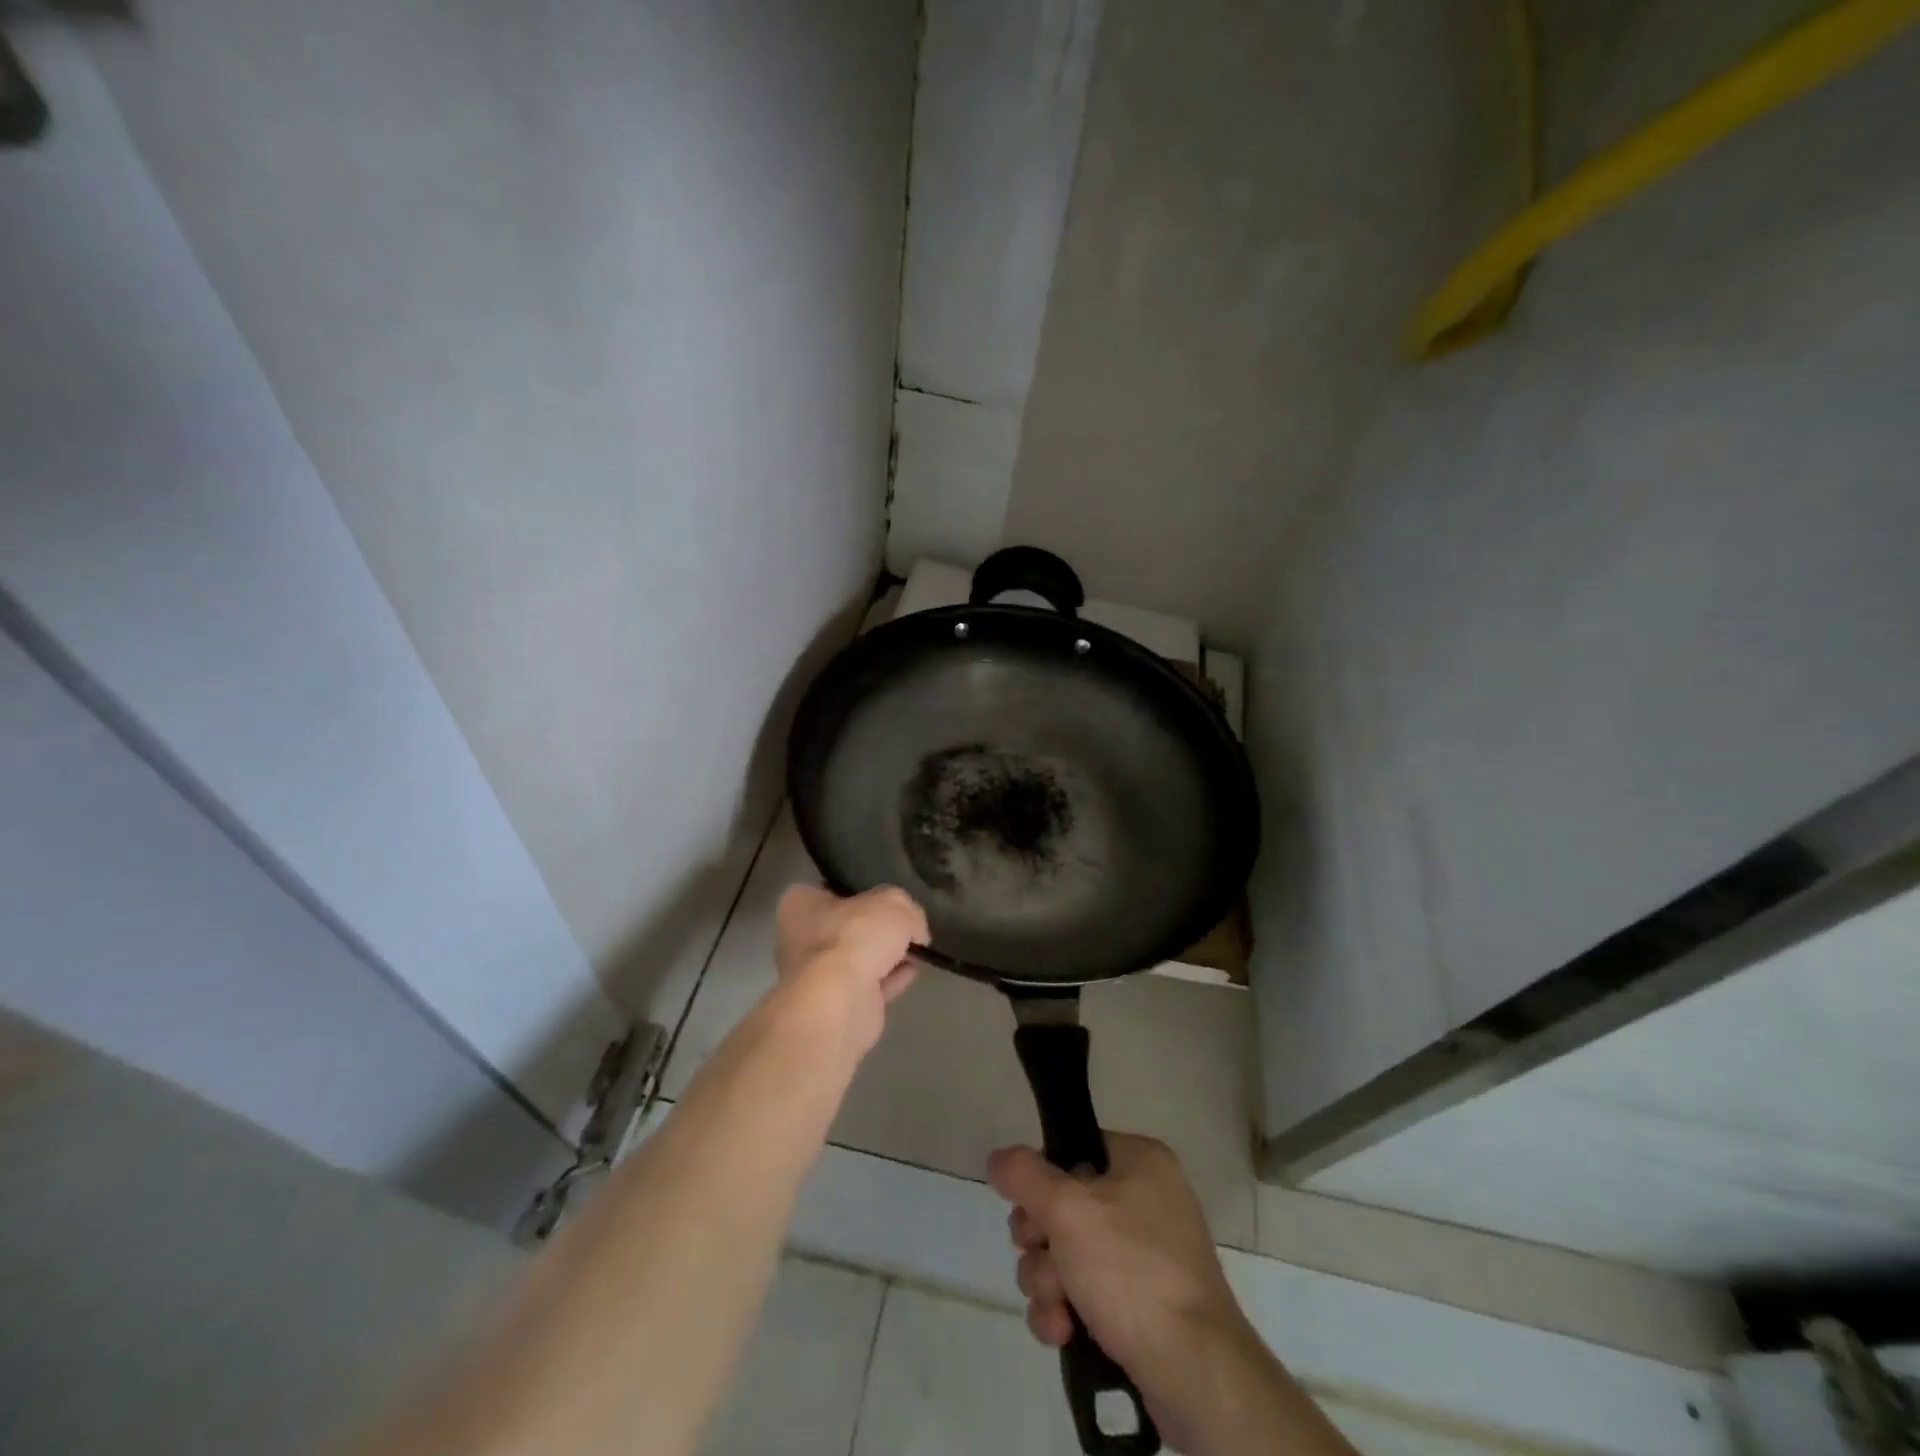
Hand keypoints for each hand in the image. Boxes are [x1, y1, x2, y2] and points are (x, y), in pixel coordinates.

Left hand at [772, 884, 927, 1058]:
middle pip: (844, 926)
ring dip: (883, 956)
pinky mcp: (834, 1005)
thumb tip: (915, 931)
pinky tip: (911, 972)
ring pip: (856, 958)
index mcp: (800, 904)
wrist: (841, 1000)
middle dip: (873, 928)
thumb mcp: (894, 903)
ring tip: (915, 949)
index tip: (884, 896)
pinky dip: (888, 979)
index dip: (858, 890)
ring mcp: (815, 976)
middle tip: (904, 924)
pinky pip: (867, 985)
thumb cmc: (854, 936)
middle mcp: (799, 938)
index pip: (828, 889)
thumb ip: (907, 909)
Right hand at [989, 1134, 1258, 1450]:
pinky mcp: (1140, 1305)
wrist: (1194, 1372)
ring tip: (1060, 1308)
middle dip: (1041, 1242)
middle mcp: (1145, 1200)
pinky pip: (1084, 1293)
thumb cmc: (1131, 1270)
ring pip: (1066, 1253)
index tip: (1030, 1207)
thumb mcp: (1068, 1209)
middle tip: (1048, 1260)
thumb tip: (999, 1159)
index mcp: (1140, 1161)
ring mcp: (1144, 1255)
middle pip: (1062, 1205)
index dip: (1042, 1179)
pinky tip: (1064, 1333)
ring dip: (1048, 1282)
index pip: (1071, 1149)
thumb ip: (1025, 1175)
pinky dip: (1066, 1311)